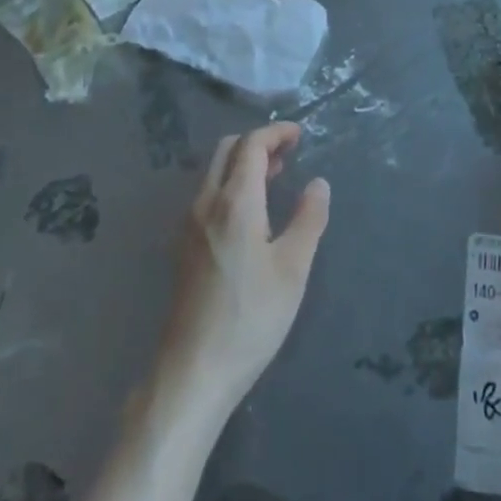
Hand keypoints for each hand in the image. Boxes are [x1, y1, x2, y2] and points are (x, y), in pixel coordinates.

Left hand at [154, 124, 330, 419]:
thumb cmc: (252, 317)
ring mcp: (187, 224)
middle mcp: (204, 203)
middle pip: (226, 151)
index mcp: (234, 202)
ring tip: (275, 177)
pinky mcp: (182, 245)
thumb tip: (318, 183)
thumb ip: (309, 219)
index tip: (299, 134)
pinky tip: (250, 211)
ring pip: (212, 172)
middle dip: (257, 142)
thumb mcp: (293, 268)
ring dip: (242, 163)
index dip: (275, 133)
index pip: (251, 146)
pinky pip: (206, 194)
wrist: (194, 367)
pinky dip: (229, 184)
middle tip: (289, 153)